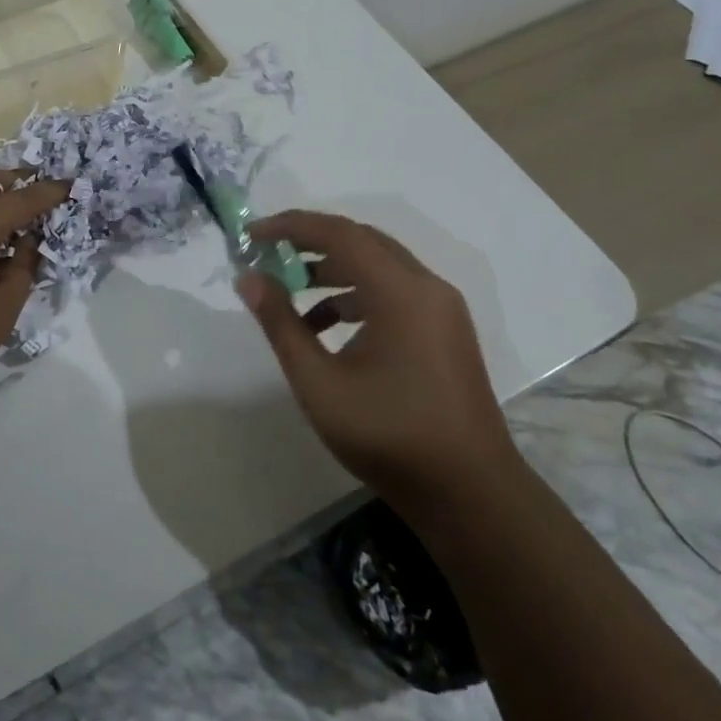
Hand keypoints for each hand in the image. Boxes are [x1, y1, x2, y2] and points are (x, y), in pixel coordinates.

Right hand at [237, 210, 521, 516]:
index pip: (339, 234)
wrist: (470, 494)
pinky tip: (325, 327)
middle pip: (361, 241)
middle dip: (309, 242)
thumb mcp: (319, 382)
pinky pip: (394, 292)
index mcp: (401, 292)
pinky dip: (355, 295)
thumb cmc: (389, 436)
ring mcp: (441, 309)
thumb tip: (249, 279)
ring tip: (289, 290)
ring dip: (331, 270)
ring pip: (378, 266)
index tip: (250, 235)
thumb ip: (281, 324)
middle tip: (266, 254)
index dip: (290, 226)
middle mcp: (426, 287)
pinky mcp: (444, 331)